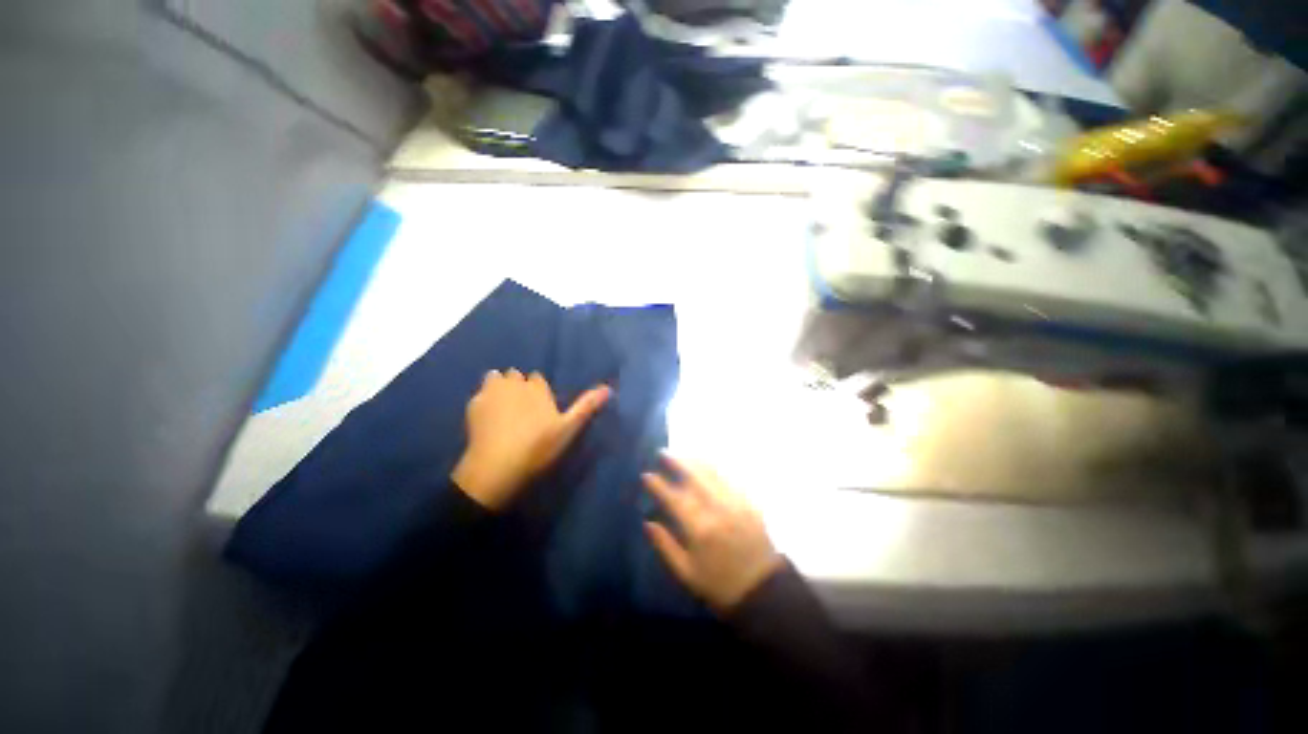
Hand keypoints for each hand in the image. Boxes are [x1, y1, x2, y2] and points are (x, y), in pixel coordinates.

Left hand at [452, 370, 609, 510]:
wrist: (496, 467)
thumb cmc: (537, 448)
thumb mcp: (568, 429)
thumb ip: (586, 406)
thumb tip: (609, 388)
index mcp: (537, 388)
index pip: (538, 378)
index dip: (539, 390)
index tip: (540, 404)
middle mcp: (514, 383)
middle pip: (516, 375)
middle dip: (519, 385)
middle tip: (522, 407)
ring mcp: (491, 392)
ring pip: (496, 378)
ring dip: (500, 387)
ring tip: (503, 407)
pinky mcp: (473, 404)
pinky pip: (481, 393)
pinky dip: (485, 399)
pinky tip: (487, 416)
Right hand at [643, 455, 783, 613]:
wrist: (763, 591)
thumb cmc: (719, 585)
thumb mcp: (686, 573)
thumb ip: (665, 546)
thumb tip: (648, 522)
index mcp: (700, 529)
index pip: (674, 498)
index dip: (659, 485)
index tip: (647, 475)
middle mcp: (718, 510)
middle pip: (695, 477)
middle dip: (678, 462)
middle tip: (664, 452)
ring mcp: (736, 503)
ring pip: (713, 473)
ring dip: (696, 461)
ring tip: (683, 454)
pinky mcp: (750, 503)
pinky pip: (730, 478)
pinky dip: (715, 468)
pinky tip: (707, 465)